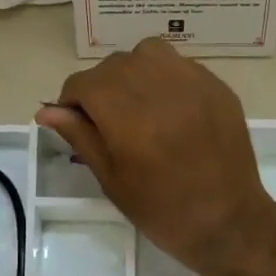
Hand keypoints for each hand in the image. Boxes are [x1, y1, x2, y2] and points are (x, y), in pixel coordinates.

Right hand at [37, 39, 275, 275]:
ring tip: (138, 103)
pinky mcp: (216, 86)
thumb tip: (46, 110)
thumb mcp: (111, 179)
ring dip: (132, 72)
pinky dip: (164, 76)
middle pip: (113, 65)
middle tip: (107, 120)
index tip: (76, 122)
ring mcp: (193, 82)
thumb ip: (80, 136)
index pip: (83, 83)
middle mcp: (159, 87)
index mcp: (128, 115)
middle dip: (101, 87)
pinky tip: (169, 107)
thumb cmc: (162, 210)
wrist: (228, 222)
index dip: (71, 100)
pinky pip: (179, 64)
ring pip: (147, 53)